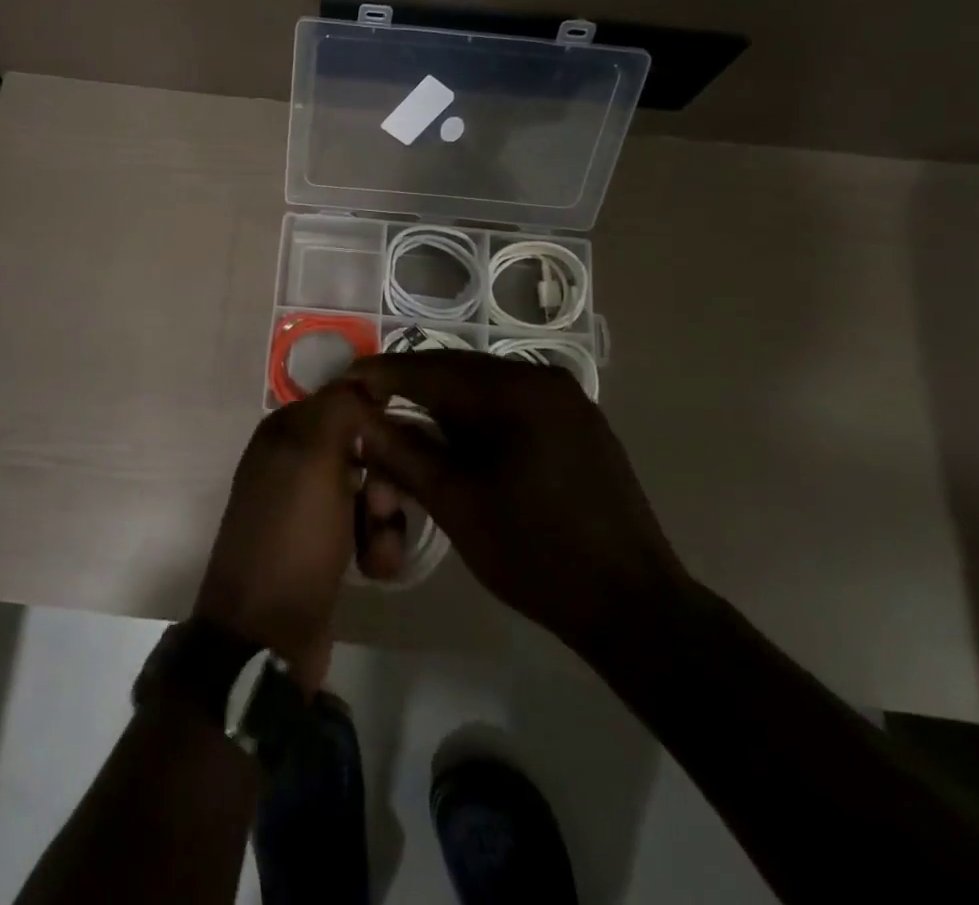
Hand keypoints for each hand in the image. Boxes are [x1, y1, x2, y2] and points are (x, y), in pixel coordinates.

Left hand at [193, 381, 380, 690]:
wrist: (267, 635)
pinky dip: (375, 544)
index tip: (396, 451)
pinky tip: (375, 568)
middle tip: (381, 508)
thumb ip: (340, 406)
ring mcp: (306, 505)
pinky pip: (363, 527)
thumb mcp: (314, 457)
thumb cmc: (292, 536)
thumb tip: (366, 378)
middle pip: (364, 448)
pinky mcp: (321, 545)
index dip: (377, 424)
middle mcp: (293, 460)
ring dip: (385, 519)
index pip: (347, 402)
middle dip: (385, 480)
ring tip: (379, 551)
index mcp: (285, 431)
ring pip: (370, 490)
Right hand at [348, 352, 687, 647]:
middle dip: (412, 384)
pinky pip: (512, 404)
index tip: (345, 380)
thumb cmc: (536, 555)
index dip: (384, 375)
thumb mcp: (458, 504)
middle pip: (460, 371)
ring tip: (403, 416)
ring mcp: (567, 400)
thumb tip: (358, 419)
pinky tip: (455, 435)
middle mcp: (544, 380)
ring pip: (486, 387)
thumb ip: (404, 453)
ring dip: (443, 401)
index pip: (434, 370)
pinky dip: (476, 414)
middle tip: (369, 399)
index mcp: (517, 392)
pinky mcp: (578, 423)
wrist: (633, 607)